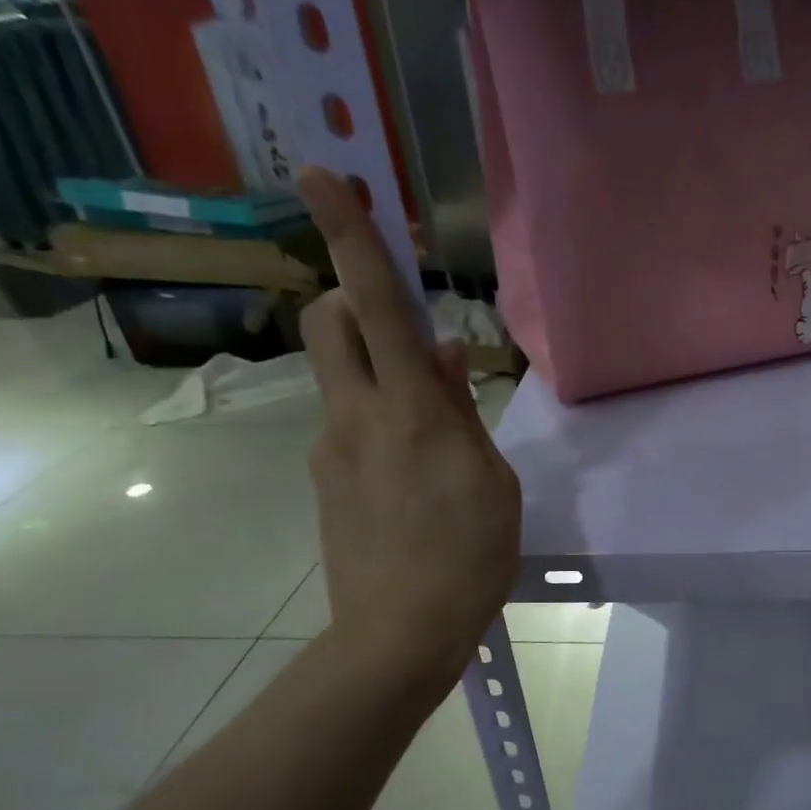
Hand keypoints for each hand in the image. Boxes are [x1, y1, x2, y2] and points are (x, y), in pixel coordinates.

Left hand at [298, 168, 520, 676]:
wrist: (400, 633)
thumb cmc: (469, 556)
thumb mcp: (490, 480)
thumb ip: (460, 411)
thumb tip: (436, 356)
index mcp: (408, 412)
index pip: (375, 305)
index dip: (350, 237)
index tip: (320, 176)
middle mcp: (354, 417)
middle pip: (326, 324)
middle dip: (349, 302)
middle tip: (397, 334)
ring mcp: (328, 451)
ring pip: (339, 380)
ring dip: (375, 378)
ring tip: (429, 441)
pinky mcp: (323, 483)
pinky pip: (346, 429)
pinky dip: (376, 427)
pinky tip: (412, 482)